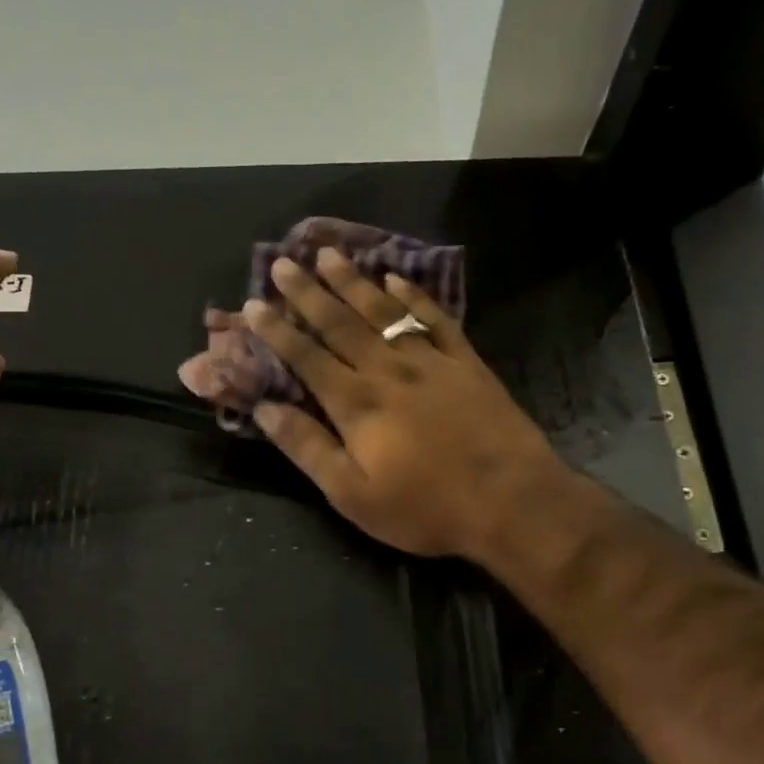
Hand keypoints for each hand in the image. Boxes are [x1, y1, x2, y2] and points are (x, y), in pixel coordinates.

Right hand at [241, 247, 565, 561]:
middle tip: (283, 263)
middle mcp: (388, 370)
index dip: (276, 331)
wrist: (511, 501)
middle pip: (340, 323)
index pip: (306, 357)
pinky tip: (396, 279)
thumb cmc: (426, 508)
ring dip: (353, 281)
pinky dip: (412, 296)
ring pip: (383, 311)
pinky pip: (434, 318)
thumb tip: (264, 410)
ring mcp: (431, 361)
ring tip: (328, 254)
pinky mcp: (466, 363)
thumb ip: (308, 448)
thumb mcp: (353, 495)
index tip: (252, 305)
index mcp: (356, 404)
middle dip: (307, 292)